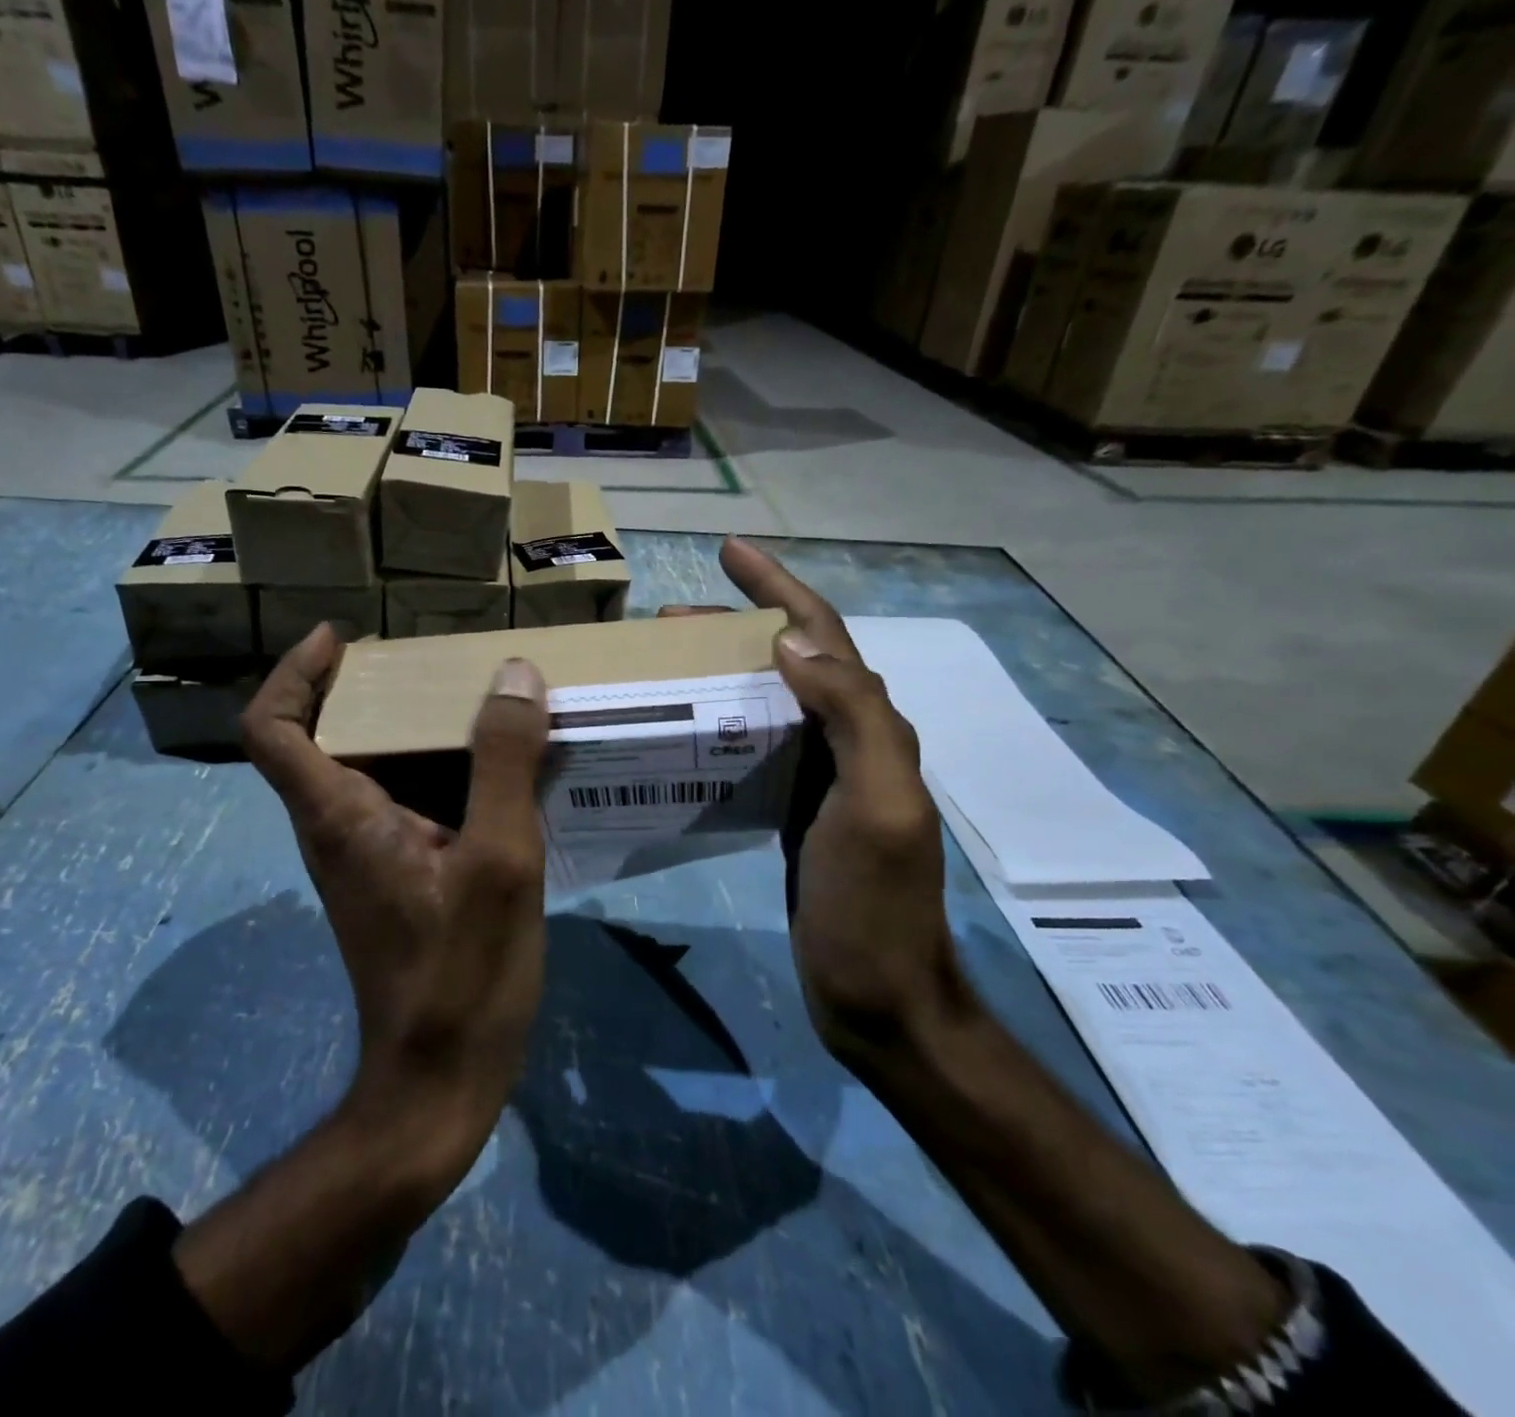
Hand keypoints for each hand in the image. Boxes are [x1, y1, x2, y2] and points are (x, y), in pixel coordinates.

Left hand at [240, 624, 551, 1174]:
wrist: (439, 1084)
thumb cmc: (461, 974)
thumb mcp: (499, 860)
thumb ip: (503, 764)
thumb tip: (513, 677)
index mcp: (341, 817)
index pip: (272, 729)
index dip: (295, 673)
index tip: (340, 638)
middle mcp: (337, 831)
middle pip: (326, 737)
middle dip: (371, 688)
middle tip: (436, 664)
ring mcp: (365, 860)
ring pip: (369, 770)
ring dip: (411, 729)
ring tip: (478, 704)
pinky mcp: (395, 880)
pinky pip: (404, 803)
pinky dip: (437, 772)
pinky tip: (497, 775)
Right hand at [675, 545, 1289, 1401]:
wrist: (877, 996)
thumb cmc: (874, 907)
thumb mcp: (877, 809)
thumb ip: (852, 720)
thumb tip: (792, 645)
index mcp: (872, 728)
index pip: (823, 637)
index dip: (779, 588)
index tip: (731, 552)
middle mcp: (850, 739)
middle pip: (792, 659)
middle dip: (739, 623)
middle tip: (672, 620)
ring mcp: (820, 775)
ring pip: (770, 699)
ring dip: (726, 668)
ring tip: (670, 659)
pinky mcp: (793, 808)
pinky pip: (755, 744)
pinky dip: (721, 719)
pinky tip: (685, 724)